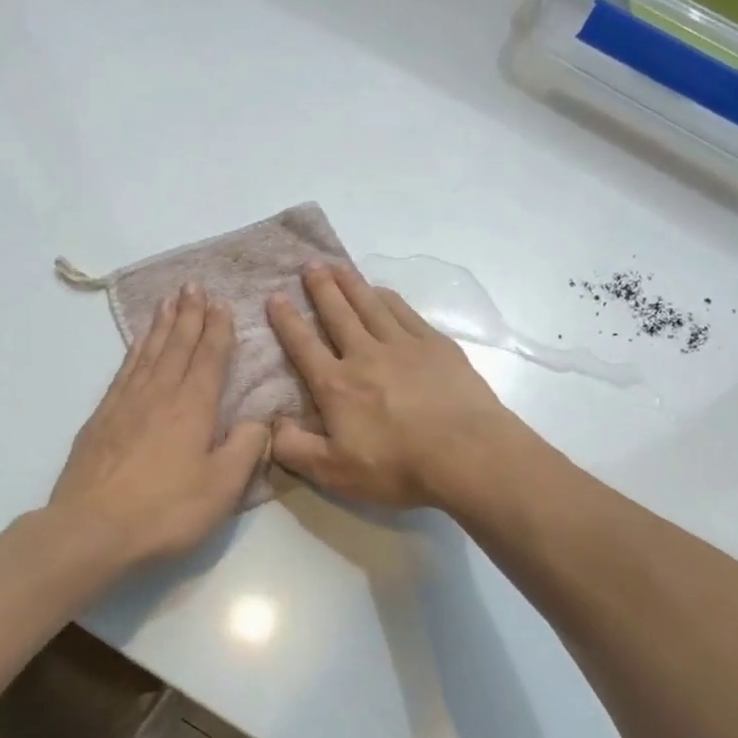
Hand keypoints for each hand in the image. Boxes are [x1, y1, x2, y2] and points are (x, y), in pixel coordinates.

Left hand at [48, 285, 269, 569]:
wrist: (92, 530)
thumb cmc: (166, 510)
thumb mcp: (223, 487)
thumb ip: (247, 448)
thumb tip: (259, 421)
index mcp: (194, 407)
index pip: (210, 358)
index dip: (218, 329)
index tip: (222, 303)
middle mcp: (160, 394)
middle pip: (177, 345)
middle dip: (189, 314)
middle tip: (194, 285)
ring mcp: (126, 403)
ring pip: (149, 352)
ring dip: (162, 325)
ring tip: (169, 300)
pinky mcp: (102, 418)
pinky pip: (124, 370)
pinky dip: (135, 350)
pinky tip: (139, 343)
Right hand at [266, 264, 521, 507]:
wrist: (466, 453)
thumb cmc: (398, 467)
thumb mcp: (334, 473)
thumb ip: (294, 449)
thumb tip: (271, 426)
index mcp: (337, 385)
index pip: (304, 346)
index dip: (287, 320)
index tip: (275, 297)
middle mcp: (366, 355)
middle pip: (338, 314)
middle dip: (320, 288)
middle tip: (309, 264)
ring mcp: (404, 345)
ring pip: (371, 305)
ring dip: (351, 284)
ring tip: (338, 266)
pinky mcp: (436, 346)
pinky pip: (405, 312)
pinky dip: (388, 298)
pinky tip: (383, 292)